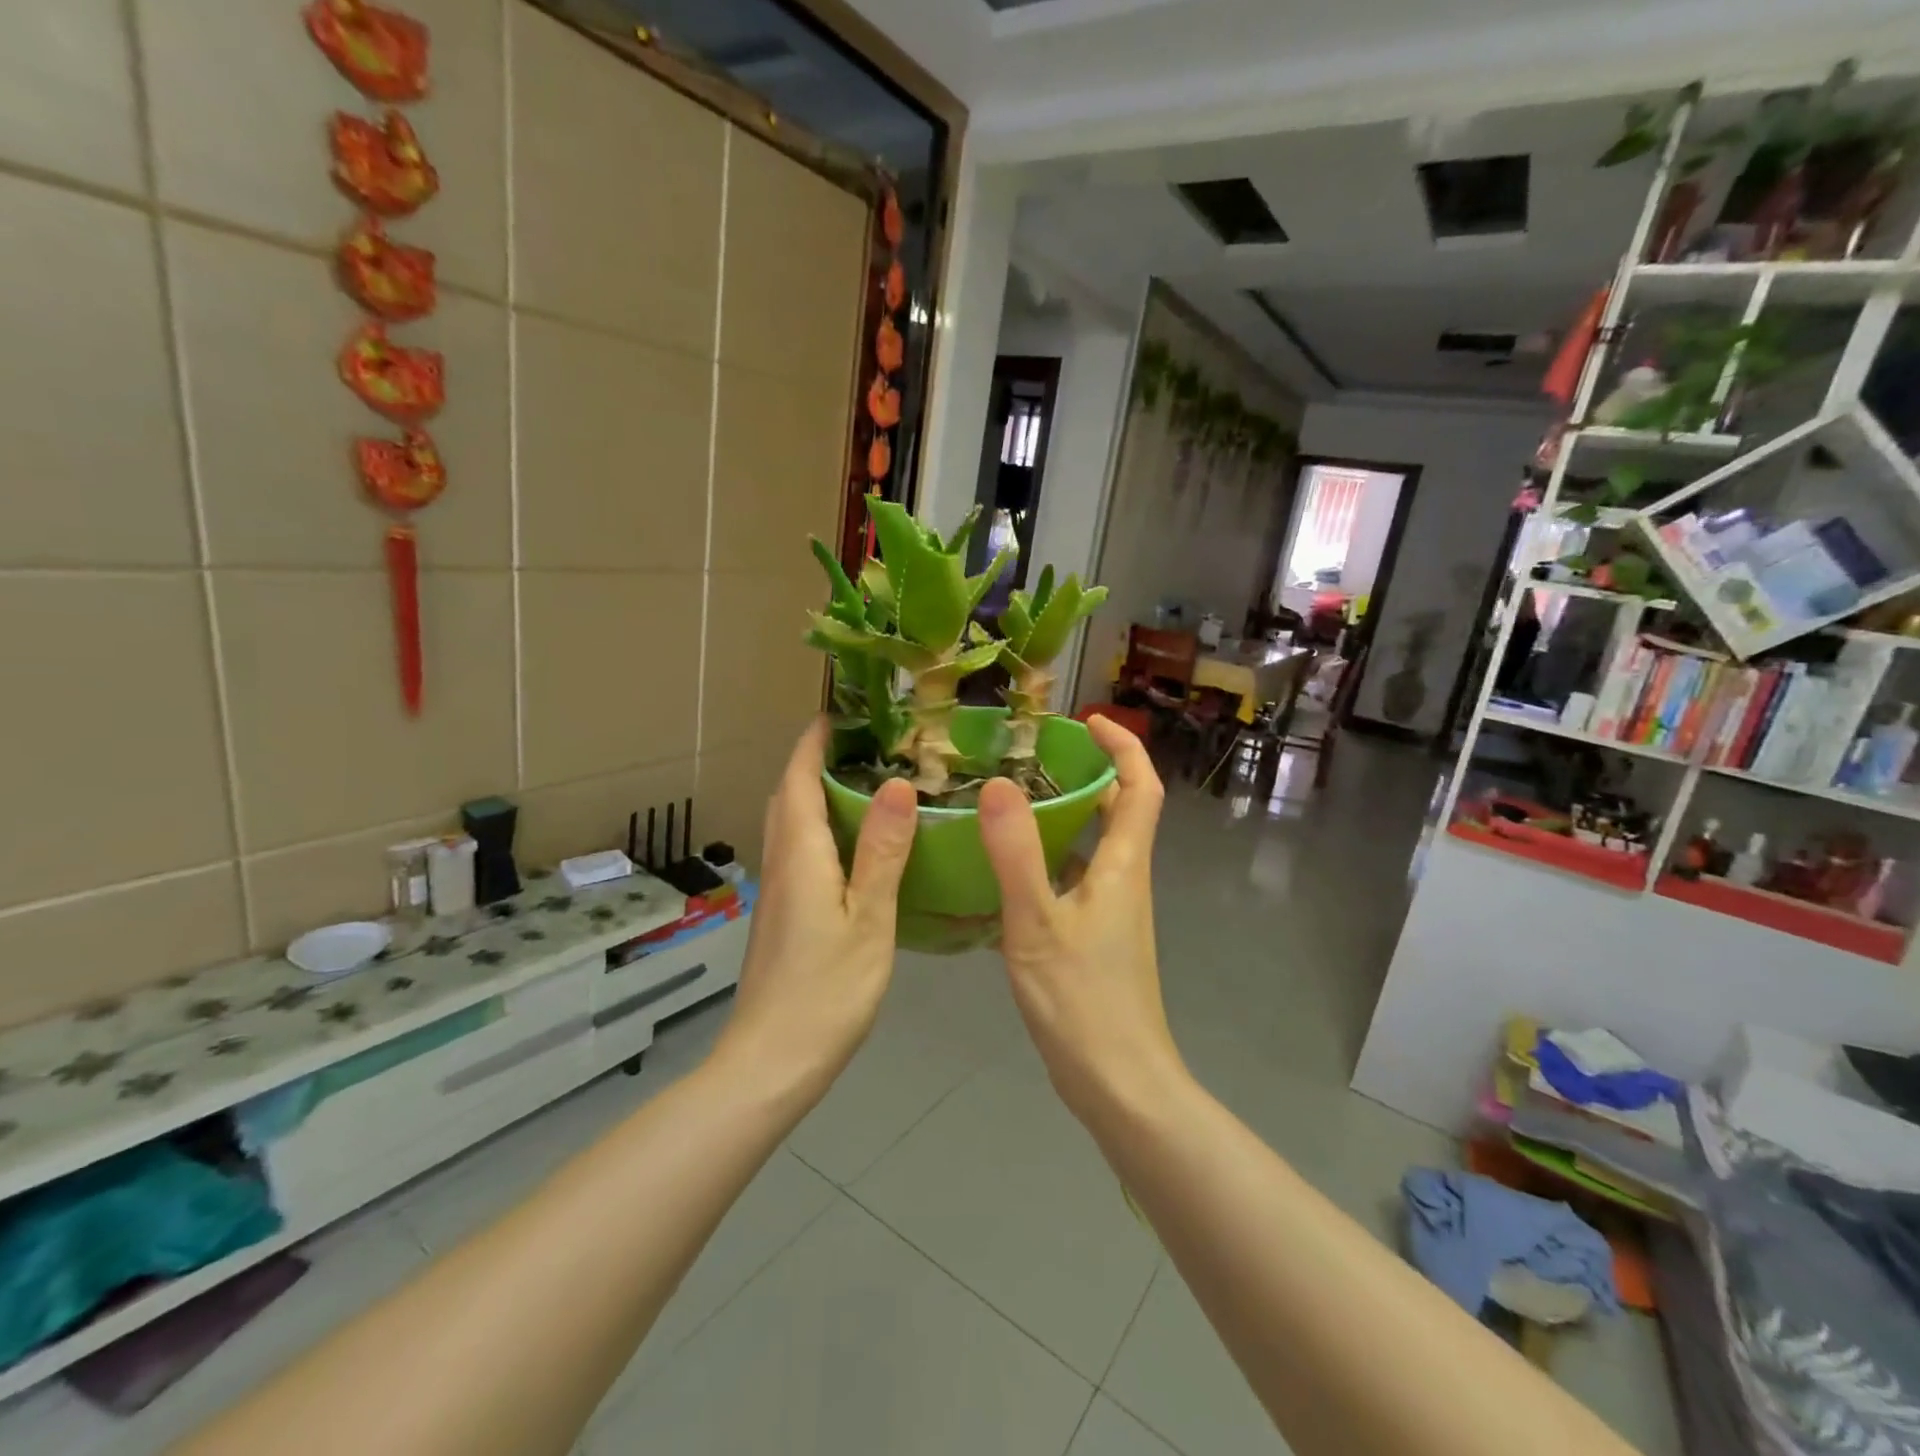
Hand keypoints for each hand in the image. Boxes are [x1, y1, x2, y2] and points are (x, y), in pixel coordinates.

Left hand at [710, 721, 917, 1105]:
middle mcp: (781, 865)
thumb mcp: (869, 918)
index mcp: (800, 856)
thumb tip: (895, 785)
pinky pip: (796, 853)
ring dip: (811, 795)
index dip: (811, 744)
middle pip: (786, 798)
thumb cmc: (827, 989)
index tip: (835, 714)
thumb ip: (882, 851)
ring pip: (788, 827)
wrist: (772, 1061)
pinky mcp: (781, 917)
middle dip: (810, 763)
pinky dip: (818, 830)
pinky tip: (852, 848)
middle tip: (857, 746)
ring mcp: (776, 894)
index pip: (797, 781)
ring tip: (860, 785)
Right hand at [978, 715, 1184, 1123]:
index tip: (1087, 722)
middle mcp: (1126, 879)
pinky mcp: (1096, 937)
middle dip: (1087, 773)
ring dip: (1065, 816)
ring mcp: (1113, 911)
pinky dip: (1049, 860)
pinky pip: (1075, 879)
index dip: (1123, 746)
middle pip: (1119, 810)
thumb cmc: (1082, 1000)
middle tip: (1034, 757)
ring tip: (1010, 802)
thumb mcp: (1037, 923)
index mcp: (1124, 865)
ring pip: (1094, 846)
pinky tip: (1004, 870)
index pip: (1141, 786)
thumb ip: (1016, 854)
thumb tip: (998, 784)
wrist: (1118, 1082)